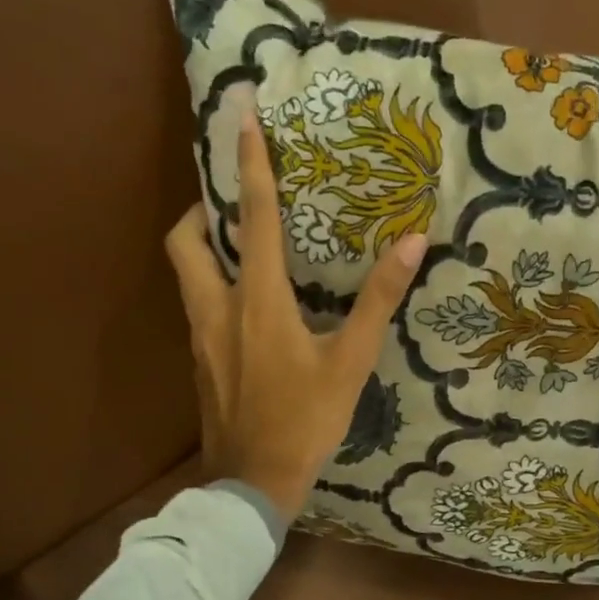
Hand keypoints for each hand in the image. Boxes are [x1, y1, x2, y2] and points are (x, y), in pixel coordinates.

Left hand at [165, 111, 426, 523]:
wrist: (253, 483)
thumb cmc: (306, 420)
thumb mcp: (352, 361)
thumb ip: (379, 300)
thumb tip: (412, 242)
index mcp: (258, 300)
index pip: (253, 217)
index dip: (248, 163)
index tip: (241, 116)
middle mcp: (218, 308)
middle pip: (186, 240)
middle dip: (200, 208)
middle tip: (230, 200)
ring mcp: (201, 337)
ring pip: (187, 274)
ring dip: (205, 246)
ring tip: (241, 243)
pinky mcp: (200, 360)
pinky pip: (199, 305)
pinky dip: (215, 284)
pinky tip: (247, 304)